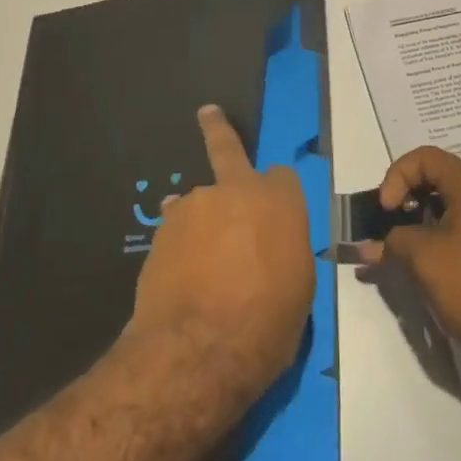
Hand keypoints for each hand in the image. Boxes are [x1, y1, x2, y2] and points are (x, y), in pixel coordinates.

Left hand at [125, 105, 314, 411]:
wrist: (200, 347)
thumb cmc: (268, 324)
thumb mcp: (298, 289)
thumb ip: (284, 251)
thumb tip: (269, 250)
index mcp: (279, 202)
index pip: (282, 177)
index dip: (277, 193)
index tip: (274, 212)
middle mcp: (236, 190)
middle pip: (227, 149)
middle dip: (218, 129)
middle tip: (207, 113)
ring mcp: (194, 205)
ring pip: (197, 200)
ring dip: (199, 217)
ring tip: (198, 256)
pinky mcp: (162, 228)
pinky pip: (176, 228)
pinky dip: (180, 243)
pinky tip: (179, 273)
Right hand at [370, 146, 460, 392]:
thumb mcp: (423, 257)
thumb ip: (391, 242)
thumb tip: (366, 247)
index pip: (425, 157)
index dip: (397, 175)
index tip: (387, 210)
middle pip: (433, 177)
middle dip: (403, 195)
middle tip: (386, 223)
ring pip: (440, 204)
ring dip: (413, 219)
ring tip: (395, 246)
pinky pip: (450, 227)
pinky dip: (428, 236)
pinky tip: (414, 263)